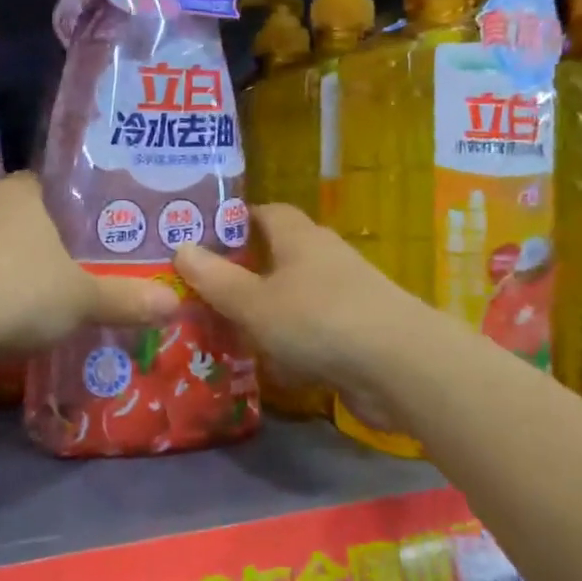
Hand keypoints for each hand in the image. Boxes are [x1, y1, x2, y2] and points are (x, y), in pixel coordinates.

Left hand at [0, 173, 177, 350]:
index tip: (80, 233)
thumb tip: (175, 303)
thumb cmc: (21, 288)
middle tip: (62, 269)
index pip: (45, 186)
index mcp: (22, 194)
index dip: (64, 208)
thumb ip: (124, 299)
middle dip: (35, 240)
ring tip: (28, 296)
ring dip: (2, 265)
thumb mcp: (81, 299)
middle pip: (16, 216)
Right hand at [173, 205, 419, 426]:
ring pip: (294, 296)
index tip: (204, 237)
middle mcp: (324, 258)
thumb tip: (181, 248)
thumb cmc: (318, 320)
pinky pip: (313, 330)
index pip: (266, 212)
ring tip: (227, 330)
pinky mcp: (358, 331)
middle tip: (205, 289)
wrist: (400, 367)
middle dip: (245, 271)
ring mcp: (345, 295)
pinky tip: (272, 365)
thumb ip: (215, 279)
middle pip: (279, 255)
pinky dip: (291, 343)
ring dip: (266, 311)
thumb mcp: (253, 302)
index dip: (236, 221)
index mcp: (299, 237)